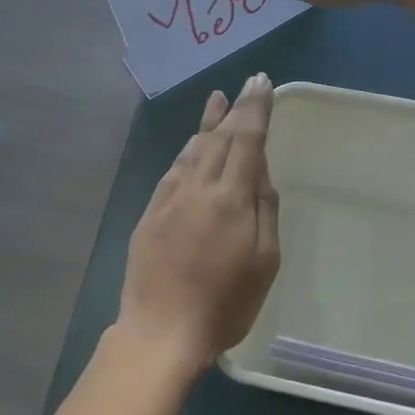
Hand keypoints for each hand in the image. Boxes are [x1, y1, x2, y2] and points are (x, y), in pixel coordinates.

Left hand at [117, 73, 280, 370]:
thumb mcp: (264, 261)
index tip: (262, 83)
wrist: (161, 330)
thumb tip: (259, 171)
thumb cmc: (225, 304)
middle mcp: (197, 188)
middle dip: (235, 109)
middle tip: (246, 85)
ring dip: (207, 124)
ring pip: (191, 151)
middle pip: (219, 139)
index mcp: (231, 198)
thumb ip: (264, 210)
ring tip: (216, 101)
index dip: (255, 109)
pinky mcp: (150, 214)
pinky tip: (190, 146)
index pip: (246, 140)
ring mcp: (169, 199)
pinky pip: (172, 171)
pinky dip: (185, 152)